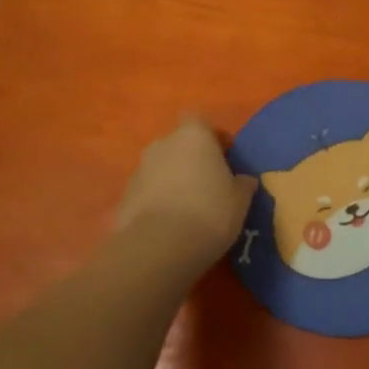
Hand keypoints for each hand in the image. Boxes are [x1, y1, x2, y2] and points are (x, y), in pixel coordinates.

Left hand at [113, 115, 256, 267]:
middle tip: (207, 185)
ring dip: (171, 181)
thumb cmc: (209, 212)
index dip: (210, 136)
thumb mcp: (240, 200)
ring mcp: (139, 170)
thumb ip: (243, 184)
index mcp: (193, 136)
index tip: (223, 156)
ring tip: (187, 209)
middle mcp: (162, 145)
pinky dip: (156, 203)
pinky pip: (146, 193)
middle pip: (178, 144)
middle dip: (190, 160)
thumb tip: (244, 180)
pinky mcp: (124, 198)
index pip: (198, 120)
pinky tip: (169, 226)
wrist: (158, 247)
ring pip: (160, 169)